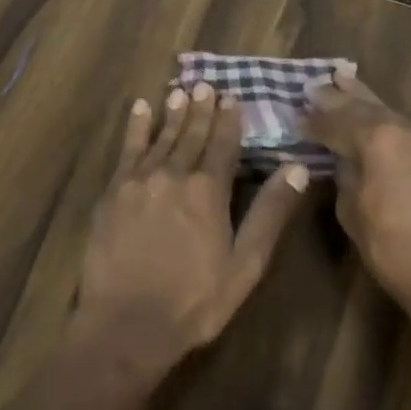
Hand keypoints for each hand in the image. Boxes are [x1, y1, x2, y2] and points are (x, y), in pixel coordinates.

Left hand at [78, 83, 309, 371]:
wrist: (126, 324)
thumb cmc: (194, 301)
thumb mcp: (245, 264)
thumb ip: (269, 213)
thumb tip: (297, 169)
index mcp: (208, 191)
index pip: (222, 145)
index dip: (229, 121)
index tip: (232, 98)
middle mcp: (173, 175)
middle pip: (190, 135)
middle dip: (201, 109)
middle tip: (207, 85)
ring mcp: (138, 182)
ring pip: (160, 137)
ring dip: (172, 113)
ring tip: (181, 91)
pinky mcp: (112, 193)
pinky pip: (126, 150)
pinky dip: (135, 128)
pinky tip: (140, 109)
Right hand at [304, 65, 410, 325]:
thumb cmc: (394, 250)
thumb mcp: (352, 212)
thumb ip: (344, 174)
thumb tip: (341, 158)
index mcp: (379, 139)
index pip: (335, 121)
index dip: (313, 120)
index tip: (296, 116)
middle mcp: (407, 127)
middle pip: (364, 106)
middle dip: (338, 97)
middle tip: (315, 85)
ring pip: (389, 113)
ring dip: (364, 103)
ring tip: (342, 82)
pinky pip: (408, 128)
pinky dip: (387, 123)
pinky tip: (374, 118)